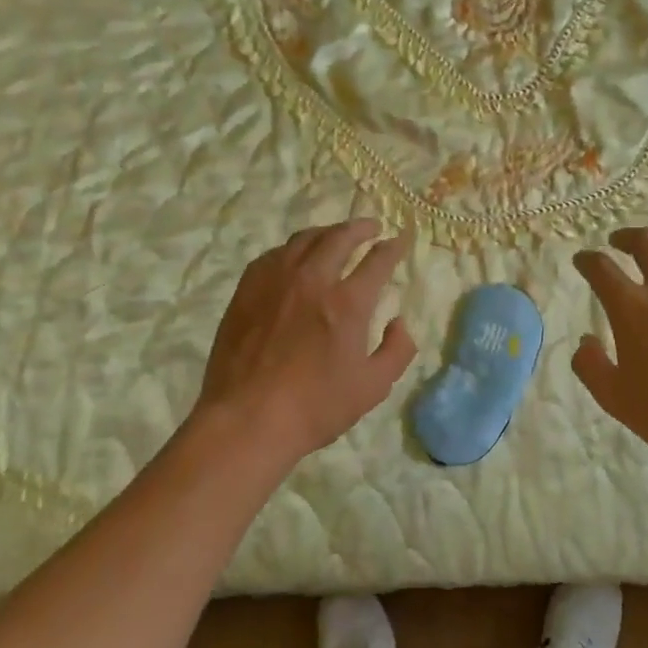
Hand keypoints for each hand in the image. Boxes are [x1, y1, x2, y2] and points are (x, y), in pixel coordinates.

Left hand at [198, 219, 417, 463]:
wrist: (246, 420)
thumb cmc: (315, 408)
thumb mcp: (373, 387)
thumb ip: (397, 350)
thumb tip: (400, 322)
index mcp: (347, 303)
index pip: (377, 260)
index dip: (393, 246)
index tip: (400, 238)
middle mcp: (313, 280)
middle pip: (339, 237)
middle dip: (361, 227)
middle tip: (371, 227)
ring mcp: (275, 281)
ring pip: (304, 239)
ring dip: (326, 232)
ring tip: (335, 236)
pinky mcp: (247, 290)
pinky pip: (273, 255)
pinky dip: (292, 249)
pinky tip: (294, 257)